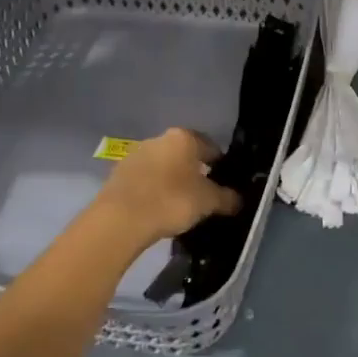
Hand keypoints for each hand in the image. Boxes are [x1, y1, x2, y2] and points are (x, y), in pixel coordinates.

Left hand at [93, 127, 240, 247]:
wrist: (121, 218)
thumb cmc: (171, 201)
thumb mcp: (208, 202)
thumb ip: (227, 198)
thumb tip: (238, 199)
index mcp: (184, 138)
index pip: (210, 146)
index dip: (221, 165)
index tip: (224, 183)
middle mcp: (159, 139)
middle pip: (184, 154)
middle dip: (195, 171)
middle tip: (203, 195)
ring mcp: (136, 154)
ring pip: (163, 165)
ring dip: (172, 180)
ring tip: (180, 205)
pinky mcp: (118, 173)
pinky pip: (145, 179)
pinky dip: (154, 189)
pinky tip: (158, 208)